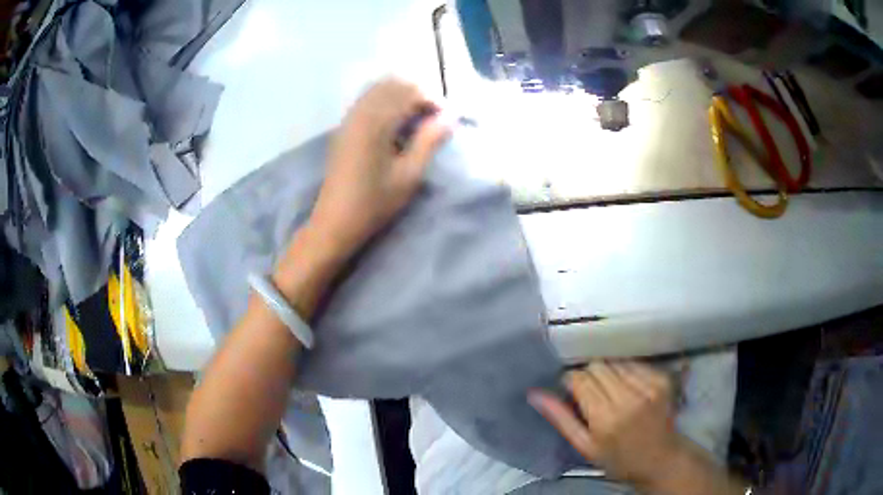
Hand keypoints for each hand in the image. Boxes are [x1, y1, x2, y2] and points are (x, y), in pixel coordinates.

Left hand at [308, 78, 451, 257]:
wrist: (335, 221)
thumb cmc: (374, 202)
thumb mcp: (409, 175)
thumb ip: (430, 140)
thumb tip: (451, 116)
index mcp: (376, 122)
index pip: (410, 92)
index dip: (434, 100)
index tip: (448, 119)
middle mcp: (361, 112)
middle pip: (394, 84)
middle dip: (419, 94)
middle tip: (435, 118)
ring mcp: (349, 117)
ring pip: (379, 89)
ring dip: (402, 96)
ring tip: (418, 119)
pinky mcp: (344, 126)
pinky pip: (368, 99)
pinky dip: (386, 101)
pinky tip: (396, 122)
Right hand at [529, 361, 681, 484]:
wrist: (661, 459)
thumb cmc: (619, 459)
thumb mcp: (585, 446)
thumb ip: (561, 418)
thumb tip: (535, 394)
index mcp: (605, 418)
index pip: (580, 380)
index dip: (571, 381)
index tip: (570, 389)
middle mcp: (629, 398)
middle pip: (598, 366)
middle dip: (588, 375)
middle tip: (590, 392)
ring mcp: (649, 386)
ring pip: (615, 361)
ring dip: (607, 371)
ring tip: (609, 390)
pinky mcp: (662, 379)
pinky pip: (634, 363)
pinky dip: (625, 370)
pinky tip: (626, 387)